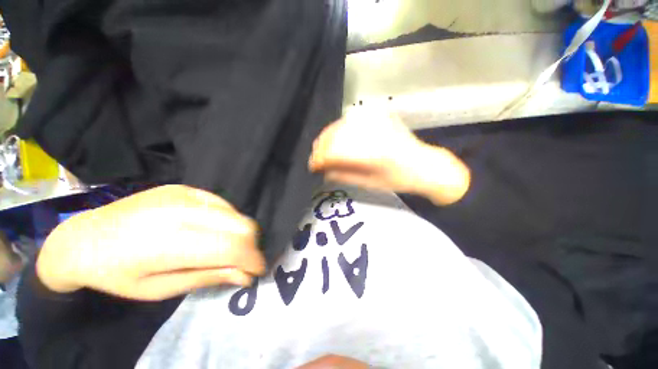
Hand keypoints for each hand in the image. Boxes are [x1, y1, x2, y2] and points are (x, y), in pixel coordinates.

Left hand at [37, 185, 265, 300]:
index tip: (257, 271)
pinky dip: (228, 221)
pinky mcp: (186, 188)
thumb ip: (208, 278)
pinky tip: (214, 231)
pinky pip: (223, 204)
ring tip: (229, 248)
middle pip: (242, 225)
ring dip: (241, 234)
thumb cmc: (117, 274)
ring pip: (236, 214)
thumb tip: (245, 276)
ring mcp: (185, 194)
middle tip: (243, 261)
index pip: (231, 247)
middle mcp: (182, 211)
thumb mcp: (160, 289)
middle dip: (251, 246)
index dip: (252, 259)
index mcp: (169, 242)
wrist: (83, 237)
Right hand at [309, 111, 469, 204]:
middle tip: (316, 158)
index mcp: (371, 153)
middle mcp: (372, 131)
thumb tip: (324, 171)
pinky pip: (351, 119)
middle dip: (320, 147)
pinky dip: (340, 129)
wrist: (424, 164)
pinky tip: (338, 137)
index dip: (319, 159)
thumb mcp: (369, 184)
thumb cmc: (398, 180)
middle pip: (334, 135)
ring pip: (340, 125)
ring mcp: (377, 119)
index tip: (313, 166)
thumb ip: (343, 175)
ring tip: (324, 148)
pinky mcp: (380, 114)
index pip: (334, 151)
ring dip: (328, 138)